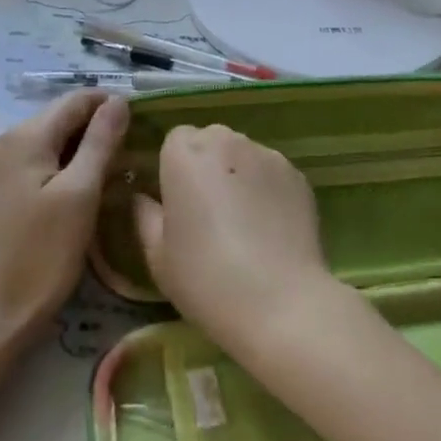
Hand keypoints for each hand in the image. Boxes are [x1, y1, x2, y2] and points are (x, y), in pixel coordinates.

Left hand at [0, 92, 130, 347]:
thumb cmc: (40, 254)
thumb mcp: (80, 194)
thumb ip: (100, 142)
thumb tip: (119, 101)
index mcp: (24, 136)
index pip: (76, 100)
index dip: (112, 104)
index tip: (146, 122)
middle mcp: (5, 141)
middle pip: (62, 119)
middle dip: (99, 128)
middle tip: (136, 150)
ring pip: (51, 142)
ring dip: (84, 149)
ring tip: (118, 170)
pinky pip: (38, 163)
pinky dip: (65, 167)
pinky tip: (85, 189)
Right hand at [132, 124, 335, 354]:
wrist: (280, 301)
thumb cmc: (205, 277)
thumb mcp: (157, 255)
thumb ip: (145, 215)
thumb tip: (142, 198)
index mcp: (185, 153)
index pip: (175, 140)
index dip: (174, 167)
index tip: (177, 200)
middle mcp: (227, 141)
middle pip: (211, 140)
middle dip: (207, 165)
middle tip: (207, 211)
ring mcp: (267, 155)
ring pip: (244, 154)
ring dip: (238, 174)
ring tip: (242, 221)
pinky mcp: (298, 175)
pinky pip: (272, 173)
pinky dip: (266, 189)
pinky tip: (269, 227)